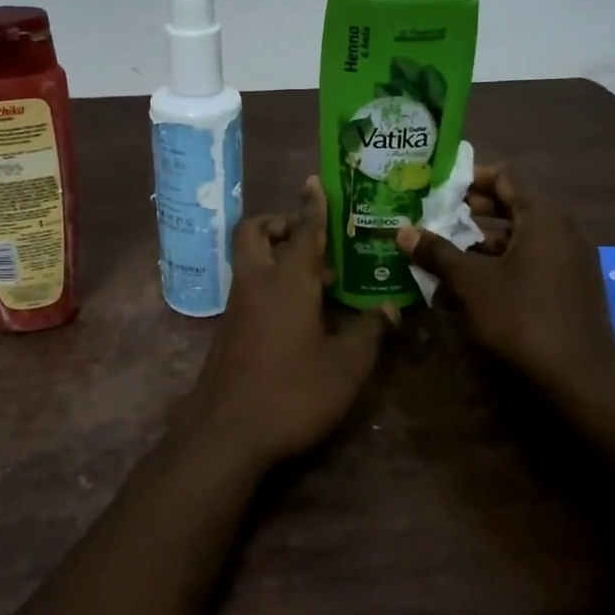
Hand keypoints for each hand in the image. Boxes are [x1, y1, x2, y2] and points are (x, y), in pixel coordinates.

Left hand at [183, 176, 393, 468]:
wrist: (225, 433)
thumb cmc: (291, 393)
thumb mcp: (345, 368)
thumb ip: (369, 333)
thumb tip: (390, 309)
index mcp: (288, 281)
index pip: (303, 231)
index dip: (312, 205)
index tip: (315, 181)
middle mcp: (257, 283)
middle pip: (255, 233)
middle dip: (280, 223)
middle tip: (312, 238)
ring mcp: (237, 306)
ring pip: (250, 260)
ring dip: (277, 253)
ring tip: (318, 278)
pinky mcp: (229, 329)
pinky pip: (249, 286)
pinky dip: (270, 281)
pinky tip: (298, 311)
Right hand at [395, 165, 614, 397]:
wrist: (580, 378)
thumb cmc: (523, 318)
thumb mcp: (472, 283)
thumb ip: (438, 253)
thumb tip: (403, 231)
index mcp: (544, 217)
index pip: (506, 176)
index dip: (470, 177)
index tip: (439, 186)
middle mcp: (563, 230)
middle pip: (513, 205)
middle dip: (472, 211)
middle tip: (436, 216)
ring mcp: (570, 259)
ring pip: (520, 237)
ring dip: (482, 241)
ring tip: (444, 251)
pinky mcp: (570, 286)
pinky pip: (531, 261)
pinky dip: (501, 264)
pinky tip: (470, 284)